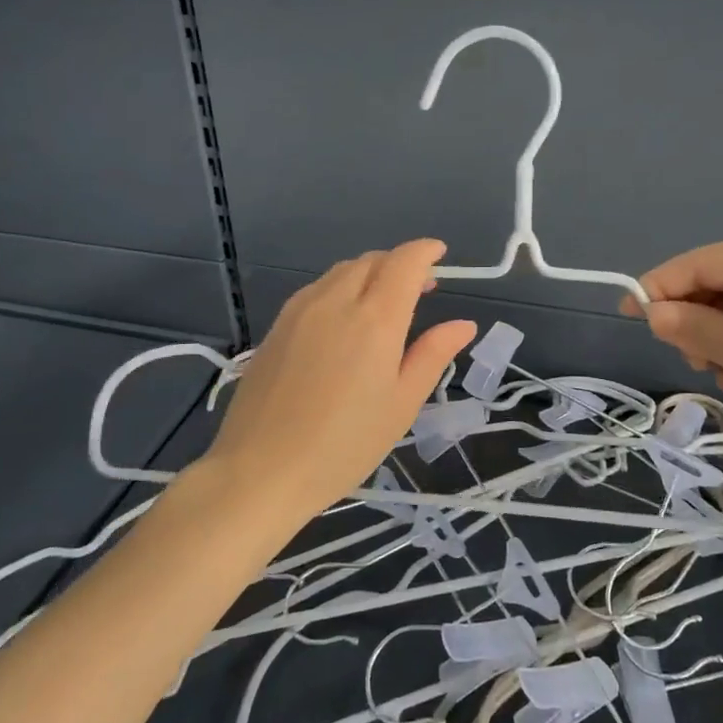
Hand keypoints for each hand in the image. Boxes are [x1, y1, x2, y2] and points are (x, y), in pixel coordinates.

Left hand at [205, 240, 476, 522]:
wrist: (259, 471)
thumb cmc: (344, 445)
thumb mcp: (401, 404)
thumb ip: (433, 355)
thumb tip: (463, 324)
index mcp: (375, 319)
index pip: (404, 262)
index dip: (425, 251)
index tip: (440, 253)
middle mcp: (336, 301)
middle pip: (372, 261)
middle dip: (400, 263)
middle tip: (421, 287)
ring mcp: (300, 310)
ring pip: (342, 271)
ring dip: (370, 273)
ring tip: (384, 302)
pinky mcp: (277, 326)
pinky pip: (317, 289)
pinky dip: (341, 287)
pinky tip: (344, 319)